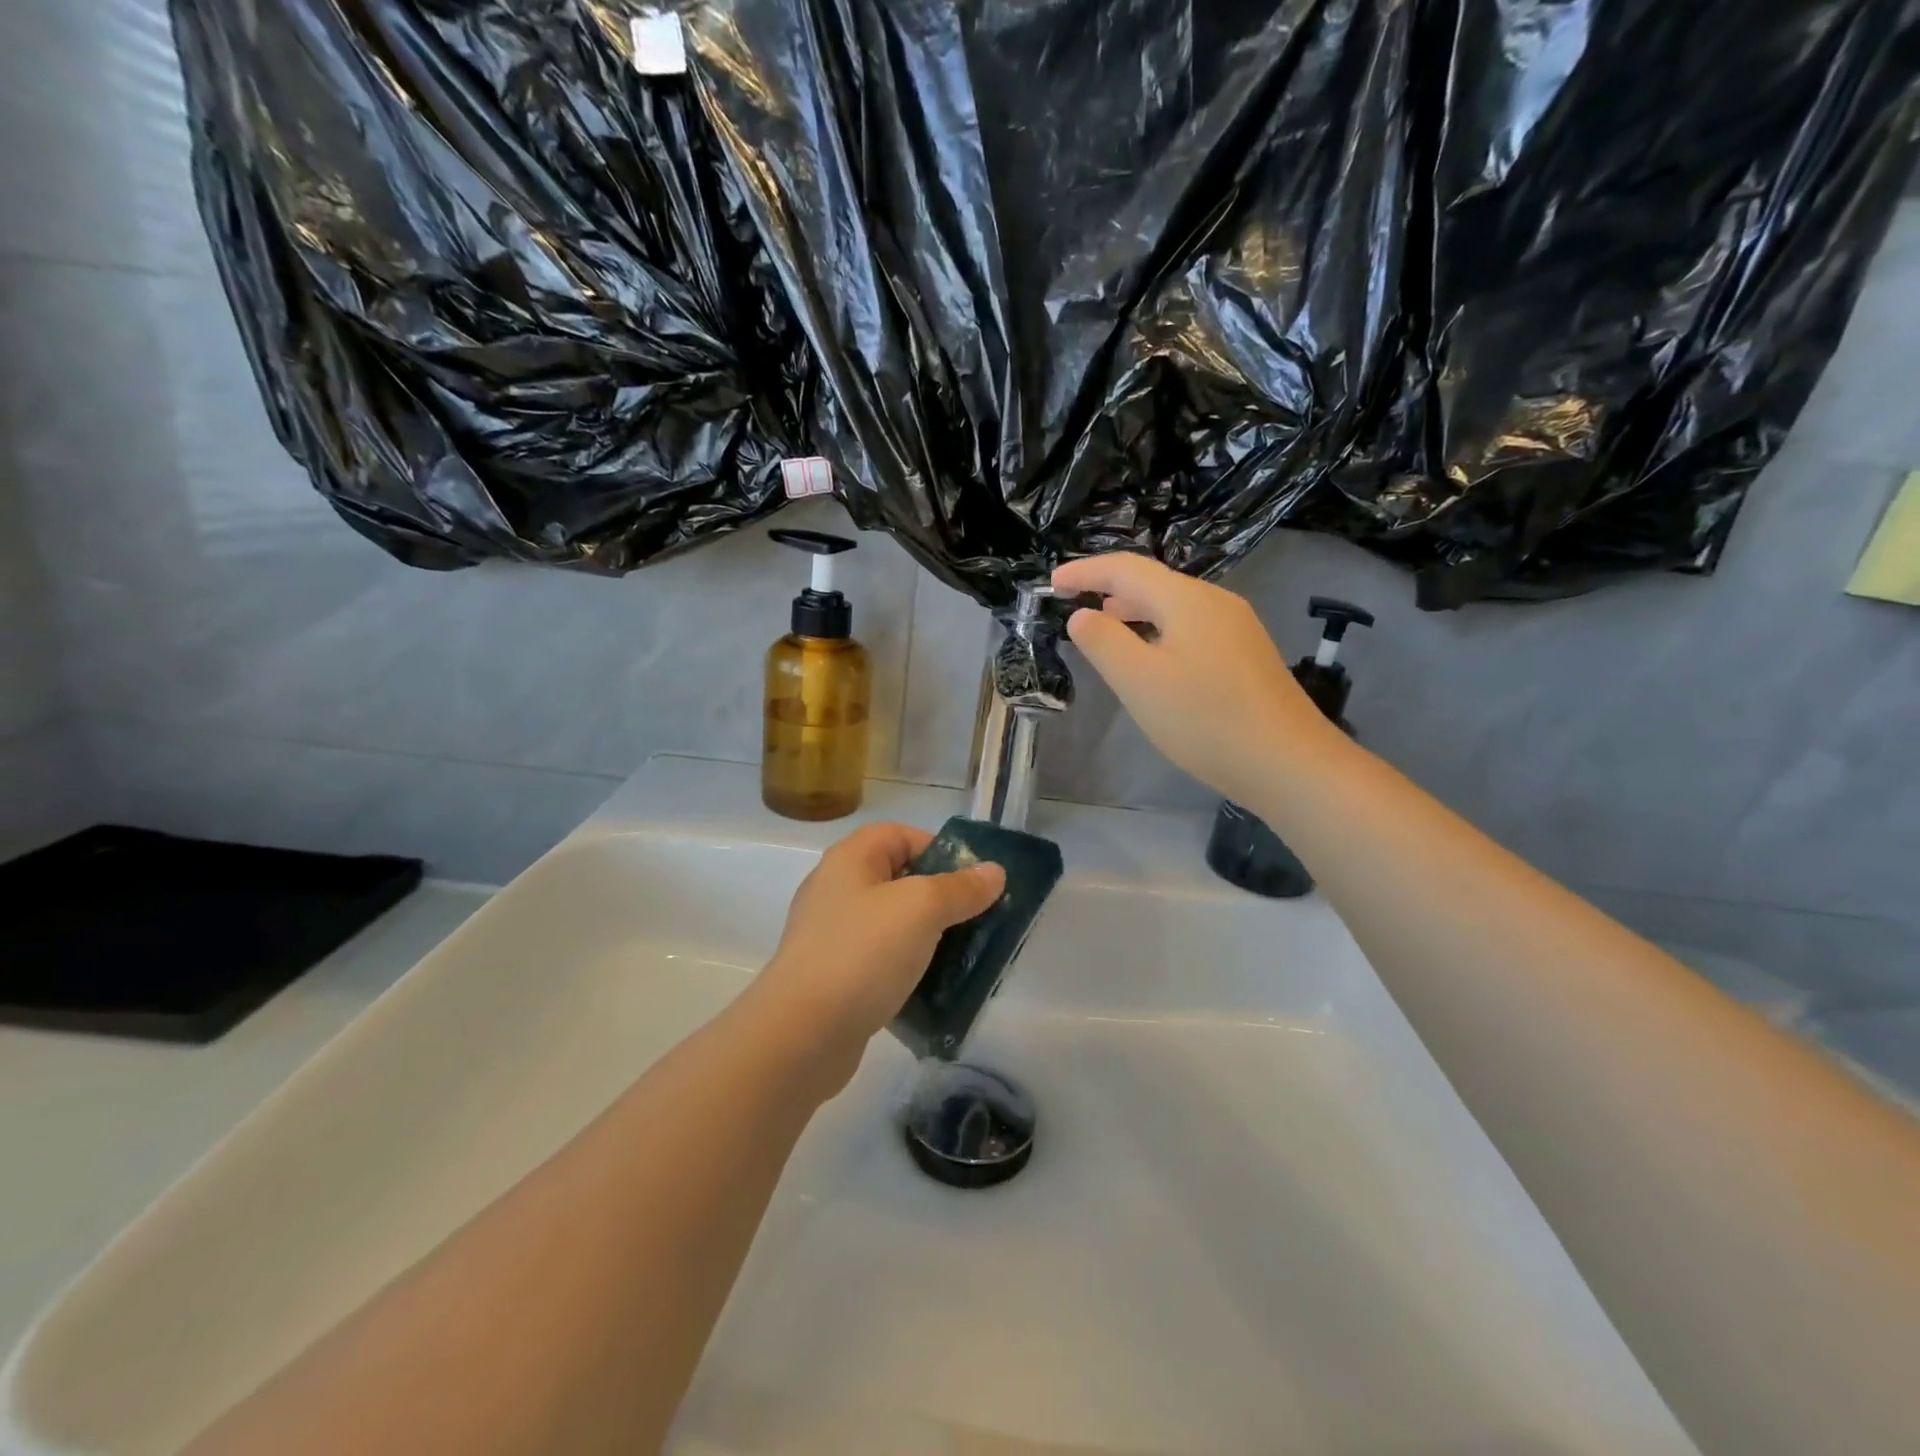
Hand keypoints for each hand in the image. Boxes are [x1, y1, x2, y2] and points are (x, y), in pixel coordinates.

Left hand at [751, 823, 1004, 1090]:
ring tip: (962, 957)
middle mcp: (836, 890)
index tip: (972, 881)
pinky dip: (907, 969)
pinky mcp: (834, 977)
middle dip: (941, 898)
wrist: (801, 1034)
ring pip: (892, 924)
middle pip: (899, 879)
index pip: (899, 835)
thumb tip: (994, 872)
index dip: (938, 848)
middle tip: (976, 921)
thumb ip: (961, 888)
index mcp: (850, 860)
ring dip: (928, 937)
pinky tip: (932, 989)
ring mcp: (832, 936)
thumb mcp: (921, 909)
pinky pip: (880, 961)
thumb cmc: (863, 953)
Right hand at [1052, 553, 1334, 807]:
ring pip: (1174, 607)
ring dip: (1134, 611)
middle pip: (1153, 583)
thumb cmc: (1205, 721)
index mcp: (1187, 600)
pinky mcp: (1246, 656)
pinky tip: (1152, 658)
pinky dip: (1158, 631)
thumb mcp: (1139, 681)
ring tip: (1105, 626)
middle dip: (1109, 588)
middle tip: (1073, 604)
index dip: (1085, 572)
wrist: (1288, 763)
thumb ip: (1104, 642)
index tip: (1051, 584)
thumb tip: (1083, 614)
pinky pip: (1191, 628)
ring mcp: (1236, 629)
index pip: (1126, 569)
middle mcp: (1216, 603)